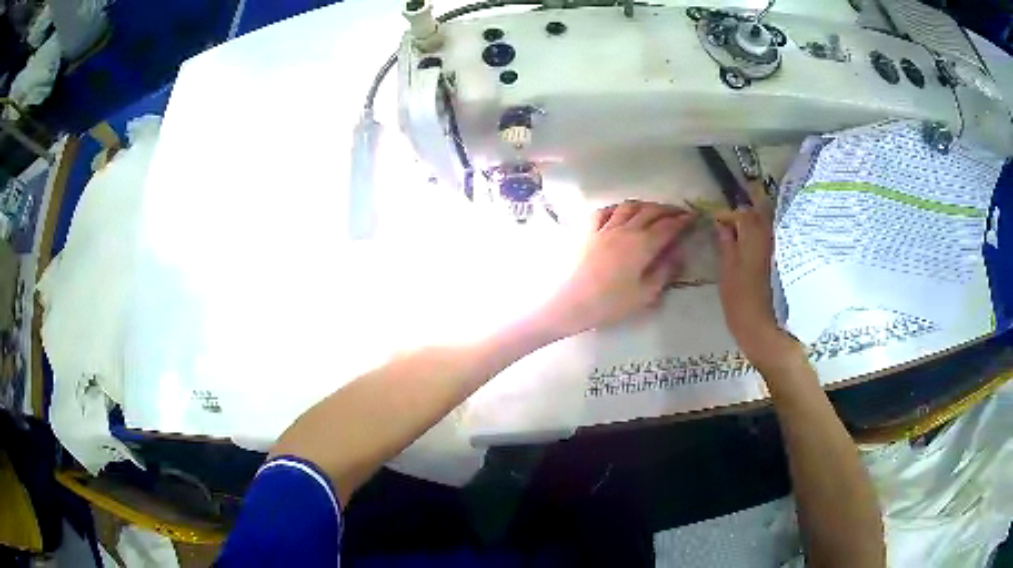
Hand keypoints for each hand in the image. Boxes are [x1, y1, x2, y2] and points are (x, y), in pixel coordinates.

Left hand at [539, 200, 695, 337]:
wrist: (569, 302)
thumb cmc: (609, 304)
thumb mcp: (644, 295)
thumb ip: (664, 272)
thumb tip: (678, 255)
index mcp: (643, 245)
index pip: (668, 227)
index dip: (682, 221)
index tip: (693, 218)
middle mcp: (625, 230)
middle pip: (650, 211)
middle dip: (667, 209)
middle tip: (678, 212)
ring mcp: (604, 228)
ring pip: (627, 206)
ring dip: (644, 205)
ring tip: (652, 209)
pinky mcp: (587, 231)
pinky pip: (603, 211)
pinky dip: (616, 208)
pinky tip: (619, 212)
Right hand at [714, 208, 800, 371]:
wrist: (772, 335)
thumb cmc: (744, 306)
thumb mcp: (727, 274)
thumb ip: (726, 245)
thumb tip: (723, 225)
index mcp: (755, 234)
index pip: (740, 212)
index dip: (727, 215)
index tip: (717, 224)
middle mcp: (774, 234)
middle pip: (760, 213)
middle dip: (746, 216)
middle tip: (731, 229)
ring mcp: (785, 247)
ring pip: (771, 225)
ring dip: (758, 227)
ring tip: (745, 240)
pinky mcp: (793, 261)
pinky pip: (779, 240)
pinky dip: (768, 240)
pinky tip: (760, 253)